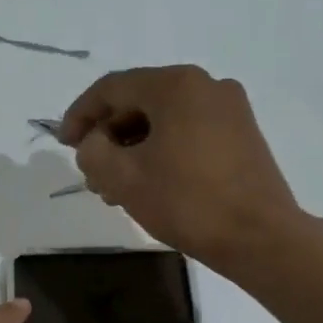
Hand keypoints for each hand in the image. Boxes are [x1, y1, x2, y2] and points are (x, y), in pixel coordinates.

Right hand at [60, 65, 305, 270]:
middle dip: (108, 136)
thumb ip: (92, 151)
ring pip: (164, 120)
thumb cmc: (186, 202)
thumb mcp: (123, 177)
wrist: (259, 237)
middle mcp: (206, 85)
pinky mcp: (242, 135)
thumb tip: (94, 143)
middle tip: (91, 172)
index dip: (80, 115)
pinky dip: (161, 151)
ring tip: (115, 187)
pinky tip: (149, 183)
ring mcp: (230, 109)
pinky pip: (188, 132)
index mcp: (176, 85)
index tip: (64, 144)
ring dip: (133, 147)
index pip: (112, 88)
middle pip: (139, 101)